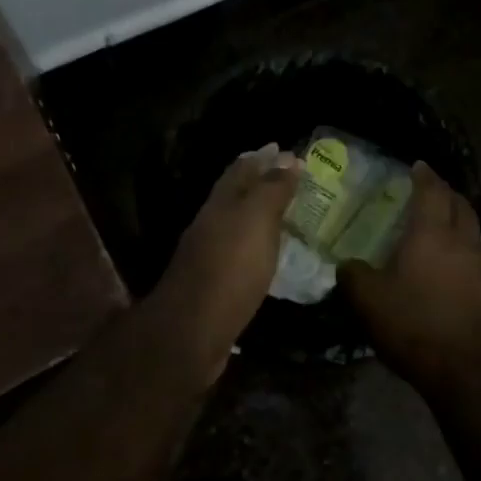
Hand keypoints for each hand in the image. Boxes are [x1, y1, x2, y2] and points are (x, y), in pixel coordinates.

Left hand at [152, 144, 298, 370]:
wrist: (193, 332)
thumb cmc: (230, 268)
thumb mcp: (256, 221)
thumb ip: (271, 189)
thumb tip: (287, 157)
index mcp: (221, 204)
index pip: (241, 169)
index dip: (262, 157)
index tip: (284, 148)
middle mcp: (211, 224)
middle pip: (235, 195)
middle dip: (258, 181)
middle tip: (287, 175)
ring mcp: (210, 255)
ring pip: (236, 223)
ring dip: (258, 213)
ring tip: (283, 210)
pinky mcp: (216, 285)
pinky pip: (240, 253)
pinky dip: (256, 244)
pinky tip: (268, 252)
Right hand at [339, 162, 480, 399]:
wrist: (469, 369)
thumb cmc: (415, 323)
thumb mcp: (368, 300)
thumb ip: (353, 276)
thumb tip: (346, 265)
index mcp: (432, 232)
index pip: (431, 191)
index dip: (424, 176)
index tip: (417, 165)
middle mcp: (461, 240)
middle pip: (459, 204)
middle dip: (445, 191)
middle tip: (430, 188)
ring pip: (472, 228)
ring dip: (458, 217)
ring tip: (441, 220)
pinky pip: (476, 253)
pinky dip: (463, 244)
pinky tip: (450, 259)